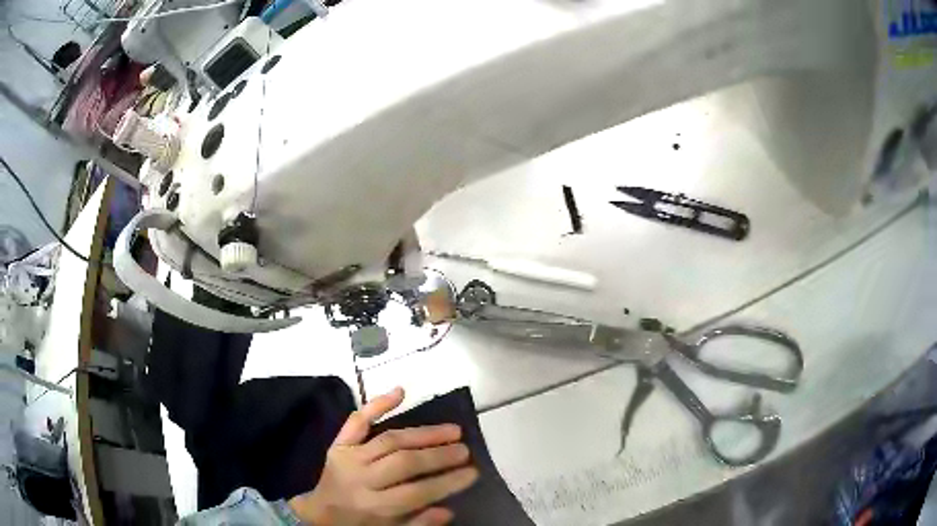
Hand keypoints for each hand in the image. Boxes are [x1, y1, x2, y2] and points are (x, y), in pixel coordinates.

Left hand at [288, 387, 477, 524]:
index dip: (447, 482)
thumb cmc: (361, 524)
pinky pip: (357, 421)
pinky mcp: (339, 444)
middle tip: (465, 449)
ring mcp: (348, 457)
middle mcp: (361, 479)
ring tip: (452, 430)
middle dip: (438, 455)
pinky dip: (377, 404)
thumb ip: (418, 523)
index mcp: (374, 505)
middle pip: (404, 462)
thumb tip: (448, 510)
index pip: (416, 492)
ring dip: (423, 433)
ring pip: (389, 439)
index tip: (473, 472)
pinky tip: (400, 391)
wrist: (322, 513)